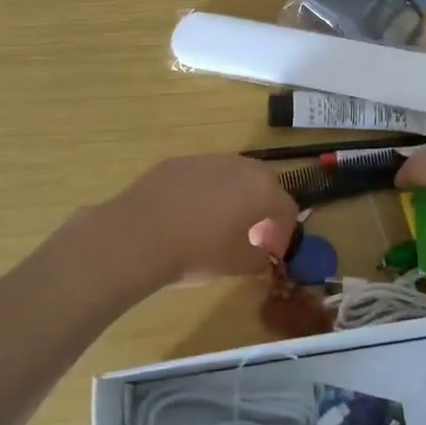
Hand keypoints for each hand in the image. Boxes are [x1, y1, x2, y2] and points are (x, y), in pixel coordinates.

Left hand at [101, 155, 298, 287]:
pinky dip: (204, 192)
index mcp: (262, 189)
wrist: (139, 235)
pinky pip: (202, 176)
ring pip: (231, 176)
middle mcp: (239, 166)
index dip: (283, 233)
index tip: (271, 253)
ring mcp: (206, 159)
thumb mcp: (236, 264)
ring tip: (218, 224)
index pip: (286, 208)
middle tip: (251, 234)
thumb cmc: (197, 252)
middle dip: (262, 208)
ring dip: (234, 196)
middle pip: (263, 184)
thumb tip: (261, 255)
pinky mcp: (177, 162)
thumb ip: (258, 258)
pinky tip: (187, 215)